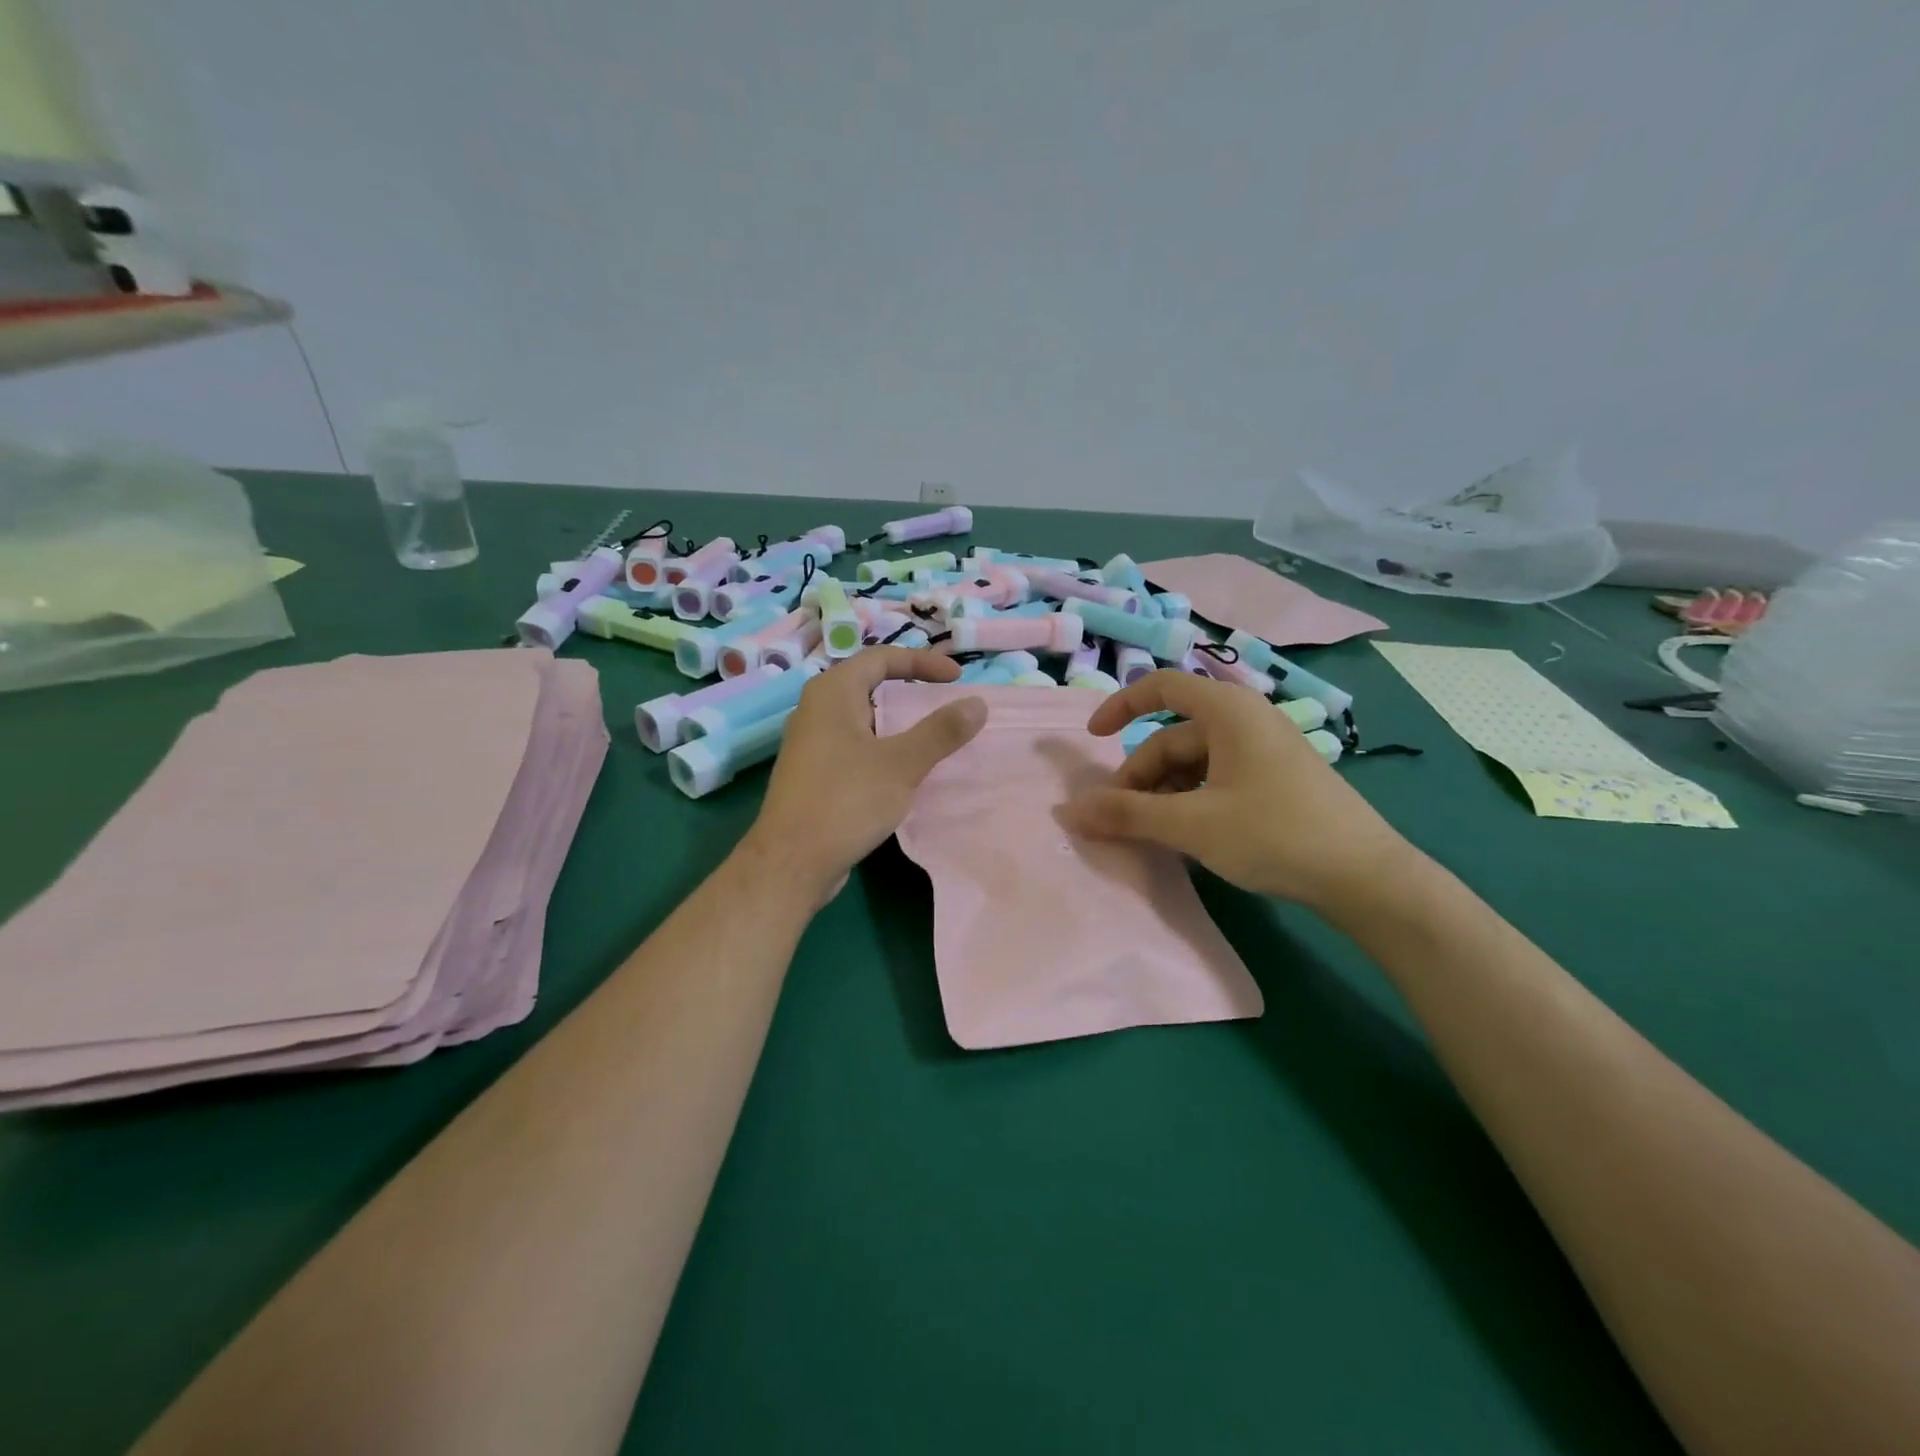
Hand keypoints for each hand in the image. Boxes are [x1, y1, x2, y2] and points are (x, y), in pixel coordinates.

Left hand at [743, 648, 986, 903]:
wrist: (791, 862)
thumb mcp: (901, 764)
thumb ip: (940, 732)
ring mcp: (811, 743)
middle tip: (944, 702)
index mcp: (831, 693)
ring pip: (862, 718)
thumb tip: (977, 704)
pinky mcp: (813, 773)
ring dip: (897, 722)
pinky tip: (902, 772)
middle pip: (869, 684)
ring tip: (930, 736)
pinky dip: (882, 747)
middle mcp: (816, 709)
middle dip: (909, 689)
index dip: (922, 661)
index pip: (881, 658)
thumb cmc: (845, 802)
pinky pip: (854, 746)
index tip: (957, 678)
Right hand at [1057, 670, 1416, 915]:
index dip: (1120, 706)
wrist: (1366, 877)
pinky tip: (1186, 835)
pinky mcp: (1275, 779)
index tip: (1093, 740)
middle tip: (1119, 821)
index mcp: (1228, 711)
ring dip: (1163, 793)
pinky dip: (1191, 800)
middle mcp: (1246, 720)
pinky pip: (1217, 778)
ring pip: (1193, 763)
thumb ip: (1127, 815)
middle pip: (1172, 737)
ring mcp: (1263, 750)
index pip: (1161, 686)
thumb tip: (1069, 810)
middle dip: (1140, 776)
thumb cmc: (1274, 834)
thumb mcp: (1192, 824)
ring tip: (1151, 834)